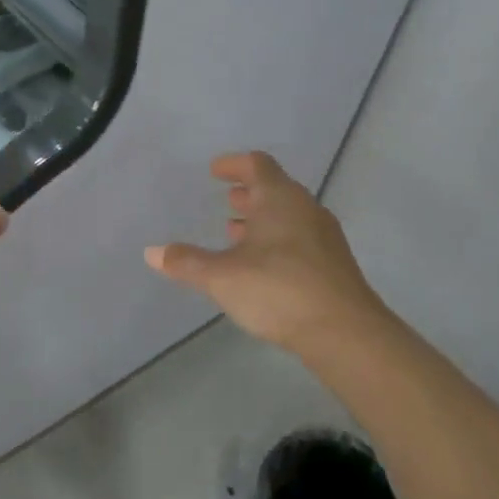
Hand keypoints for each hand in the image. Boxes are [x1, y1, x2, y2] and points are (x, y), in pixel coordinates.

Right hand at [145, 151, 385, 353]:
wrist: (347, 334)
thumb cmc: (279, 290)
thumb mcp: (222, 277)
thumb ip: (186, 262)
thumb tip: (152, 252)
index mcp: (279, 199)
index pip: (257, 165)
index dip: (234, 164)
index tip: (216, 170)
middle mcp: (305, 209)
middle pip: (276, 189)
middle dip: (249, 194)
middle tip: (228, 202)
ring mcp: (325, 238)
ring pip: (290, 216)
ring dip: (264, 220)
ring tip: (238, 234)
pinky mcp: (334, 265)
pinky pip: (301, 239)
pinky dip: (278, 241)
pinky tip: (263, 266)